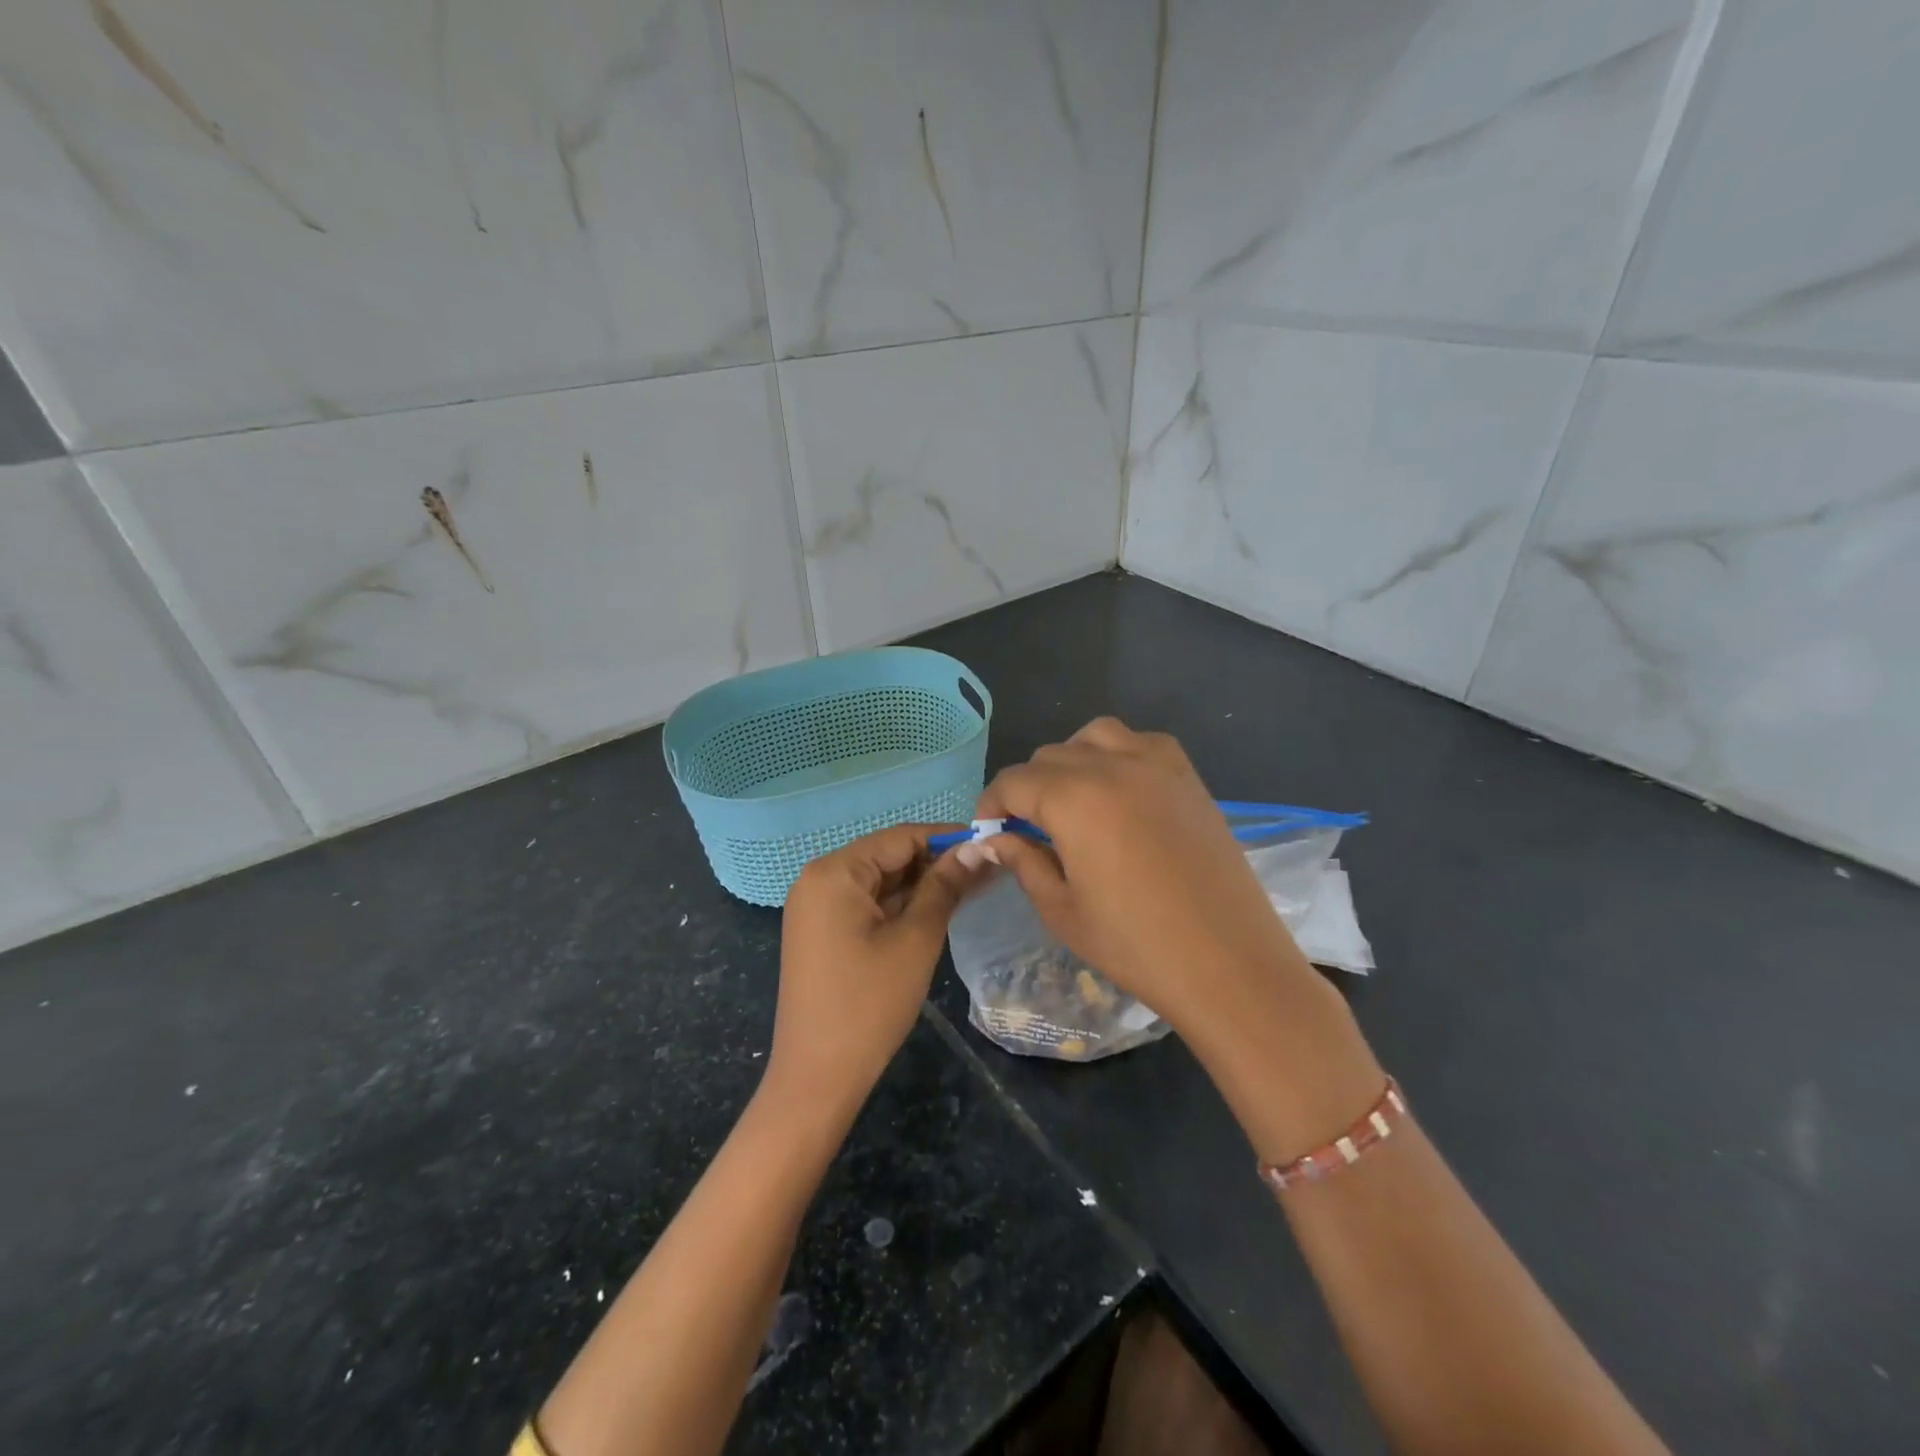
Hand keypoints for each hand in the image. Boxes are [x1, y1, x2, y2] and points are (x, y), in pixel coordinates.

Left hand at [768, 825, 982, 1116]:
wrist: (818, 1077)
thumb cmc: (869, 1003)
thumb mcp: (916, 939)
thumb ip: (946, 886)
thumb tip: (978, 847)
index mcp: (834, 871)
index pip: (900, 837)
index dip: (947, 839)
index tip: (990, 845)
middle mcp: (819, 879)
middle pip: (888, 856)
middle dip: (936, 863)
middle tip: (988, 871)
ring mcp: (817, 907)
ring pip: (880, 881)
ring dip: (922, 885)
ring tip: (973, 888)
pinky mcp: (822, 932)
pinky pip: (867, 904)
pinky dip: (900, 906)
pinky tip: (938, 910)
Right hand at [969, 718, 1315, 1035]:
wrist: (1229, 963)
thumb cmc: (1136, 945)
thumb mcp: (1062, 910)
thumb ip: (1023, 862)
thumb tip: (994, 839)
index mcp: (1074, 799)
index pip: (1013, 782)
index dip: (992, 805)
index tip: (988, 832)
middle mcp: (1112, 766)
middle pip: (1049, 756)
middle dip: (1028, 788)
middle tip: (1028, 830)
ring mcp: (1157, 765)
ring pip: (1094, 736)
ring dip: (1071, 760)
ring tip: (1072, 801)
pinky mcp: (1189, 777)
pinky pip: (1141, 742)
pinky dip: (1118, 754)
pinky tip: (1120, 793)